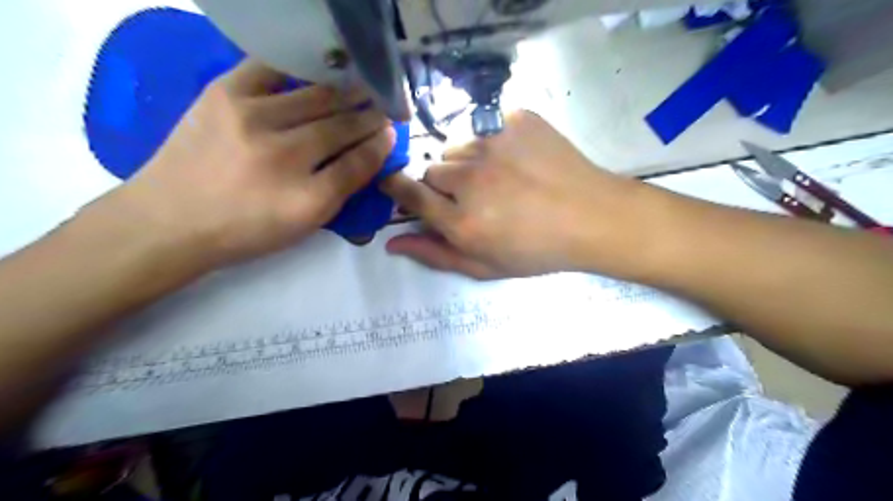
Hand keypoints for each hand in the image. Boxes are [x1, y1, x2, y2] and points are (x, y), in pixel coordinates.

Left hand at [105, 59, 393, 269]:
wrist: (171, 219)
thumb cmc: (246, 229)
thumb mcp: (304, 224)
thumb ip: (342, 189)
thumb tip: (371, 153)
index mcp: (307, 196)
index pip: (358, 161)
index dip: (380, 144)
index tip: (392, 131)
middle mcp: (284, 153)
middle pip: (341, 126)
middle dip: (369, 115)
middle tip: (385, 106)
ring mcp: (252, 117)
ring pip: (316, 97)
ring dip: (346, 92)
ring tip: (362, 87)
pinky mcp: (224, 93)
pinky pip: (272, 69)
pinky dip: (301, 68)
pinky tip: (317, 70)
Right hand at [380, 110, 653, 278]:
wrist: (592, 217)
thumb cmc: (537, 250)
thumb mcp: (485, 266)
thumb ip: (435, 254)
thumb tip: (391, 243)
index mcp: (462, 221)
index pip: (409, 194)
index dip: (396, 186)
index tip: (394, 183)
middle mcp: (470, 180)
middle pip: (432, 169)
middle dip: (444, 183)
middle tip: (473, 195)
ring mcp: (493, 144)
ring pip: (456, 146)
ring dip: (467, 161)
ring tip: (497, 176)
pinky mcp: (514, 119)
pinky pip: (484, 125)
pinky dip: (491, 140)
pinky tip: (516, 158)